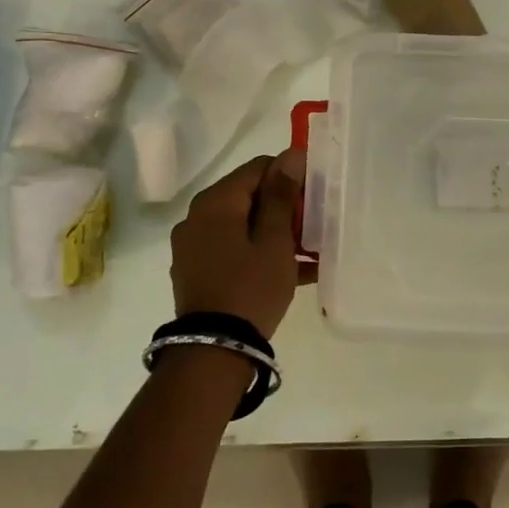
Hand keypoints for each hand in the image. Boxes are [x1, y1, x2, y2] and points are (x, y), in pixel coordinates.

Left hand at [169, 149, 308, 340]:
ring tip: (309, 251)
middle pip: (249, 196)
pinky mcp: (198, 271)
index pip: (258, 168)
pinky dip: (259, 252)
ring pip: (243, 225)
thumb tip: (290, 155)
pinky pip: (233, 249)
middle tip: (314, 226)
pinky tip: (292, 270)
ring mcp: (194, 246)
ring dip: (275, 232)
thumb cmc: (250, 288)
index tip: (315, 197)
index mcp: (215, 203)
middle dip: (284, 207)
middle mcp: (197, 217)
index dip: (289, 176)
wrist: (214, 351)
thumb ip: (281, 196)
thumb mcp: (275, 241)